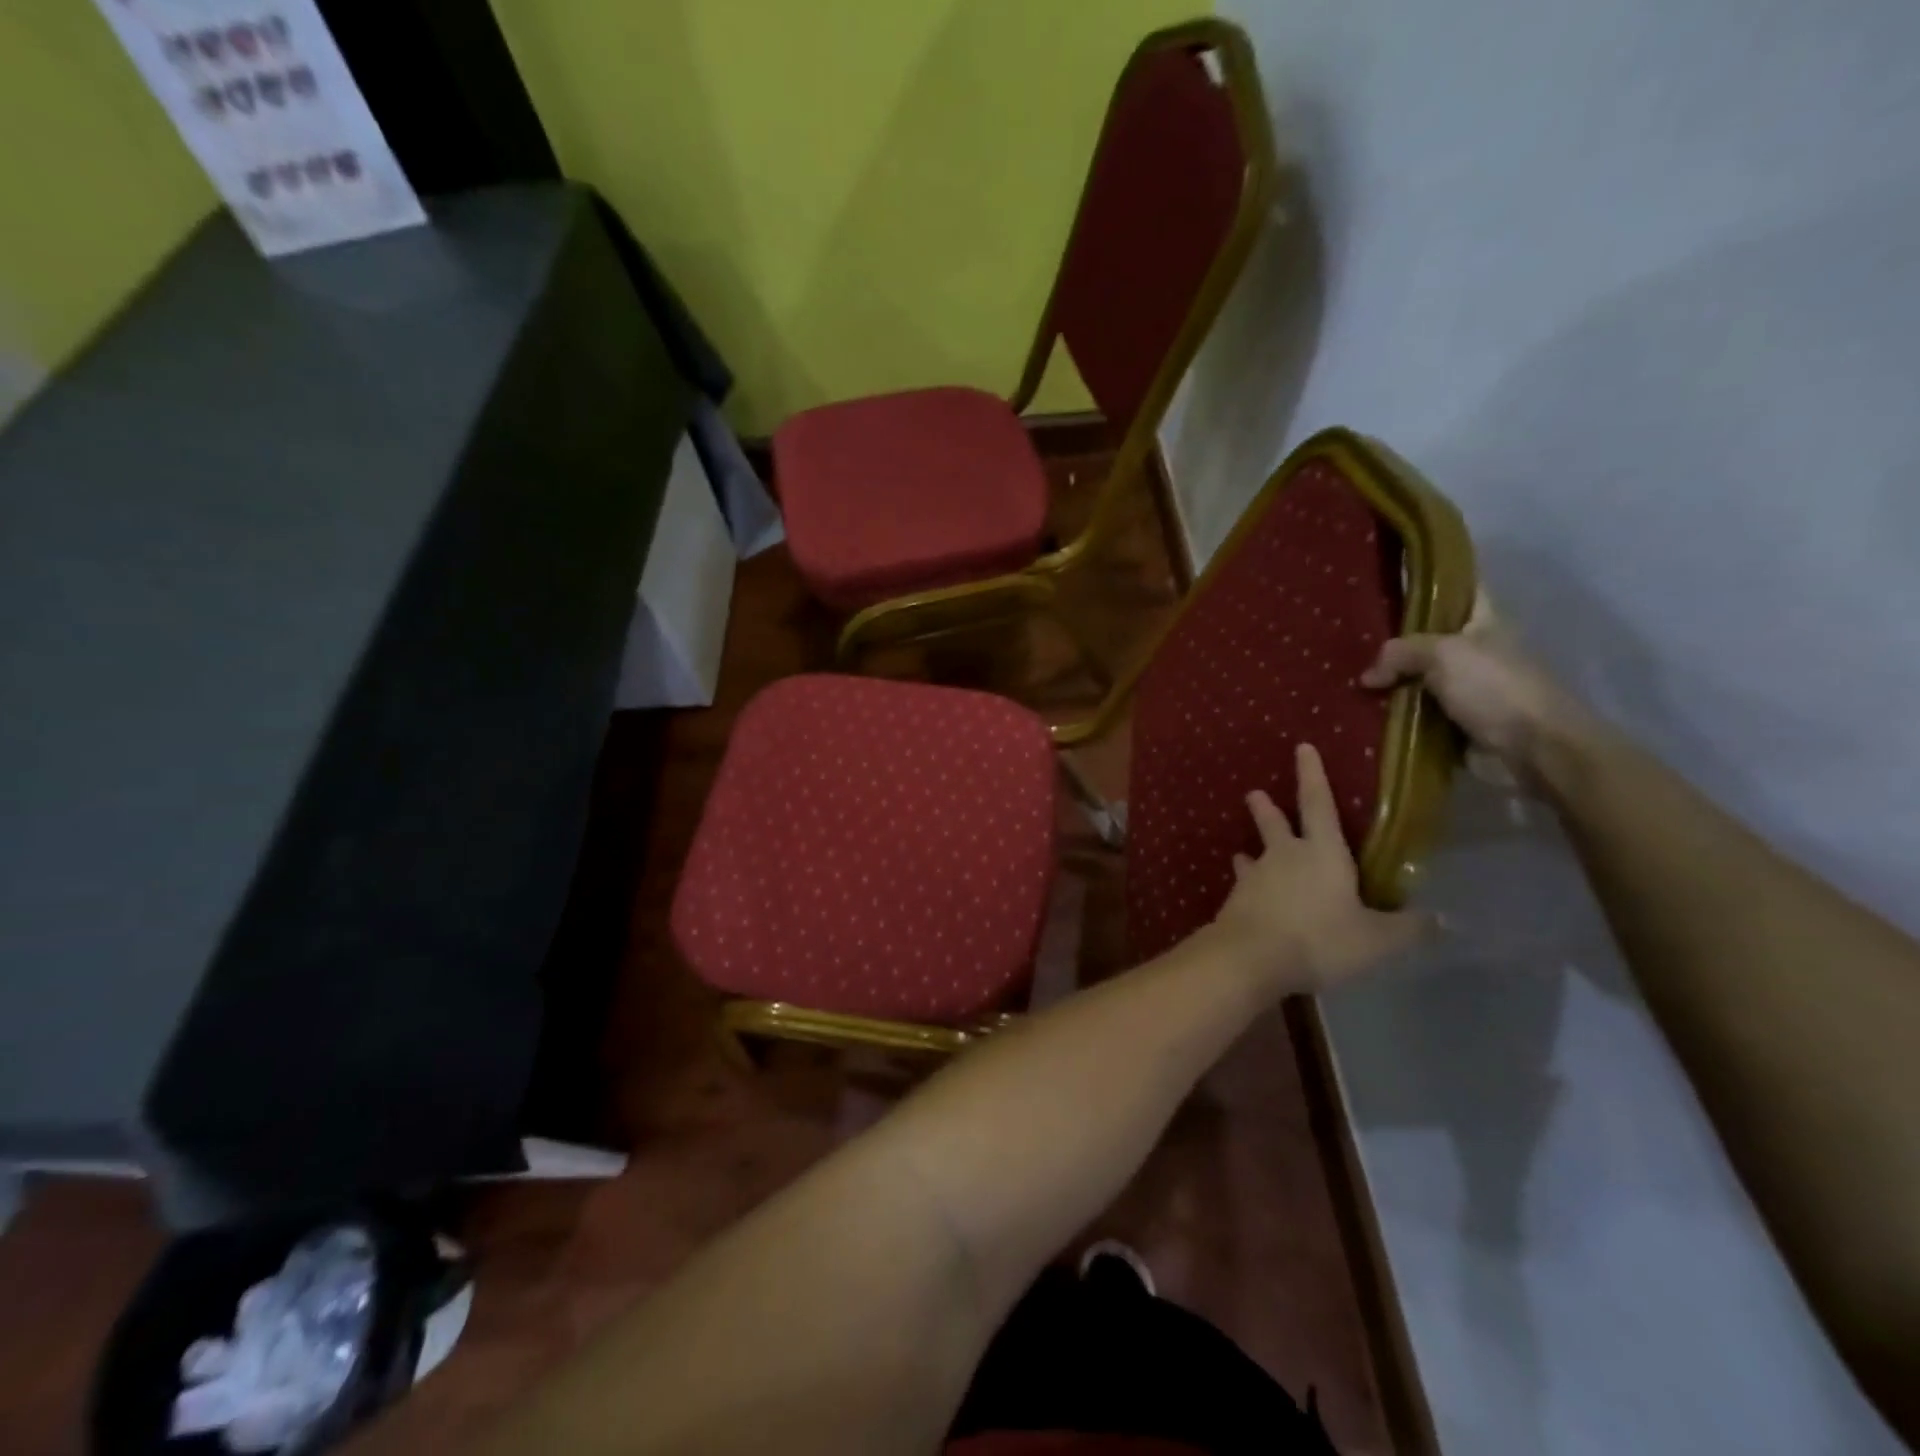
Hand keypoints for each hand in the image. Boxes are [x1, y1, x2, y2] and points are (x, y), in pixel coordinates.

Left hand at [1210, 743, 1431, 995]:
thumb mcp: (1376, 940)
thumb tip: (1443, 919)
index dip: (1313, 774)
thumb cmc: (1320, 940)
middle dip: (1266, 807)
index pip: (1318, 803)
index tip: (1302, 747)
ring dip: (1250, 850)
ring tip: (1243, 851)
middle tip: (1254, 793)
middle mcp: (1284, 856)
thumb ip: (1407, 928)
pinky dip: (1245, 885)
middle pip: (1275, 823)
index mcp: (1322, 852)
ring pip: (1253, 855)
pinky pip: (1242, 886)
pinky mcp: (1235, 900)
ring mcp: (1255, 877)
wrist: (1251, 957)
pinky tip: (1242, 892)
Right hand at [1359, 592, 1597, 781]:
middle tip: (1350, 638)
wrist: (1534, 747)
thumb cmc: (1495, 687)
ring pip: (1416, 677)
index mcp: (1483, 621)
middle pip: (1426, 637)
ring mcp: (1465, 688)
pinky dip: (1393, 713)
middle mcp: (1474, 650)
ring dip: (1388, 682)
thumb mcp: (1443, 654)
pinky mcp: (1455, 722)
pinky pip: (1414, 712)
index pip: (1458, 588)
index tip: (1393, 575)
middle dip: (1393, 639)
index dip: (1431, 579)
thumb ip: (1400, 653)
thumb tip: (1368, 676)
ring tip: (1347, 677)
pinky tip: (1363, 710)